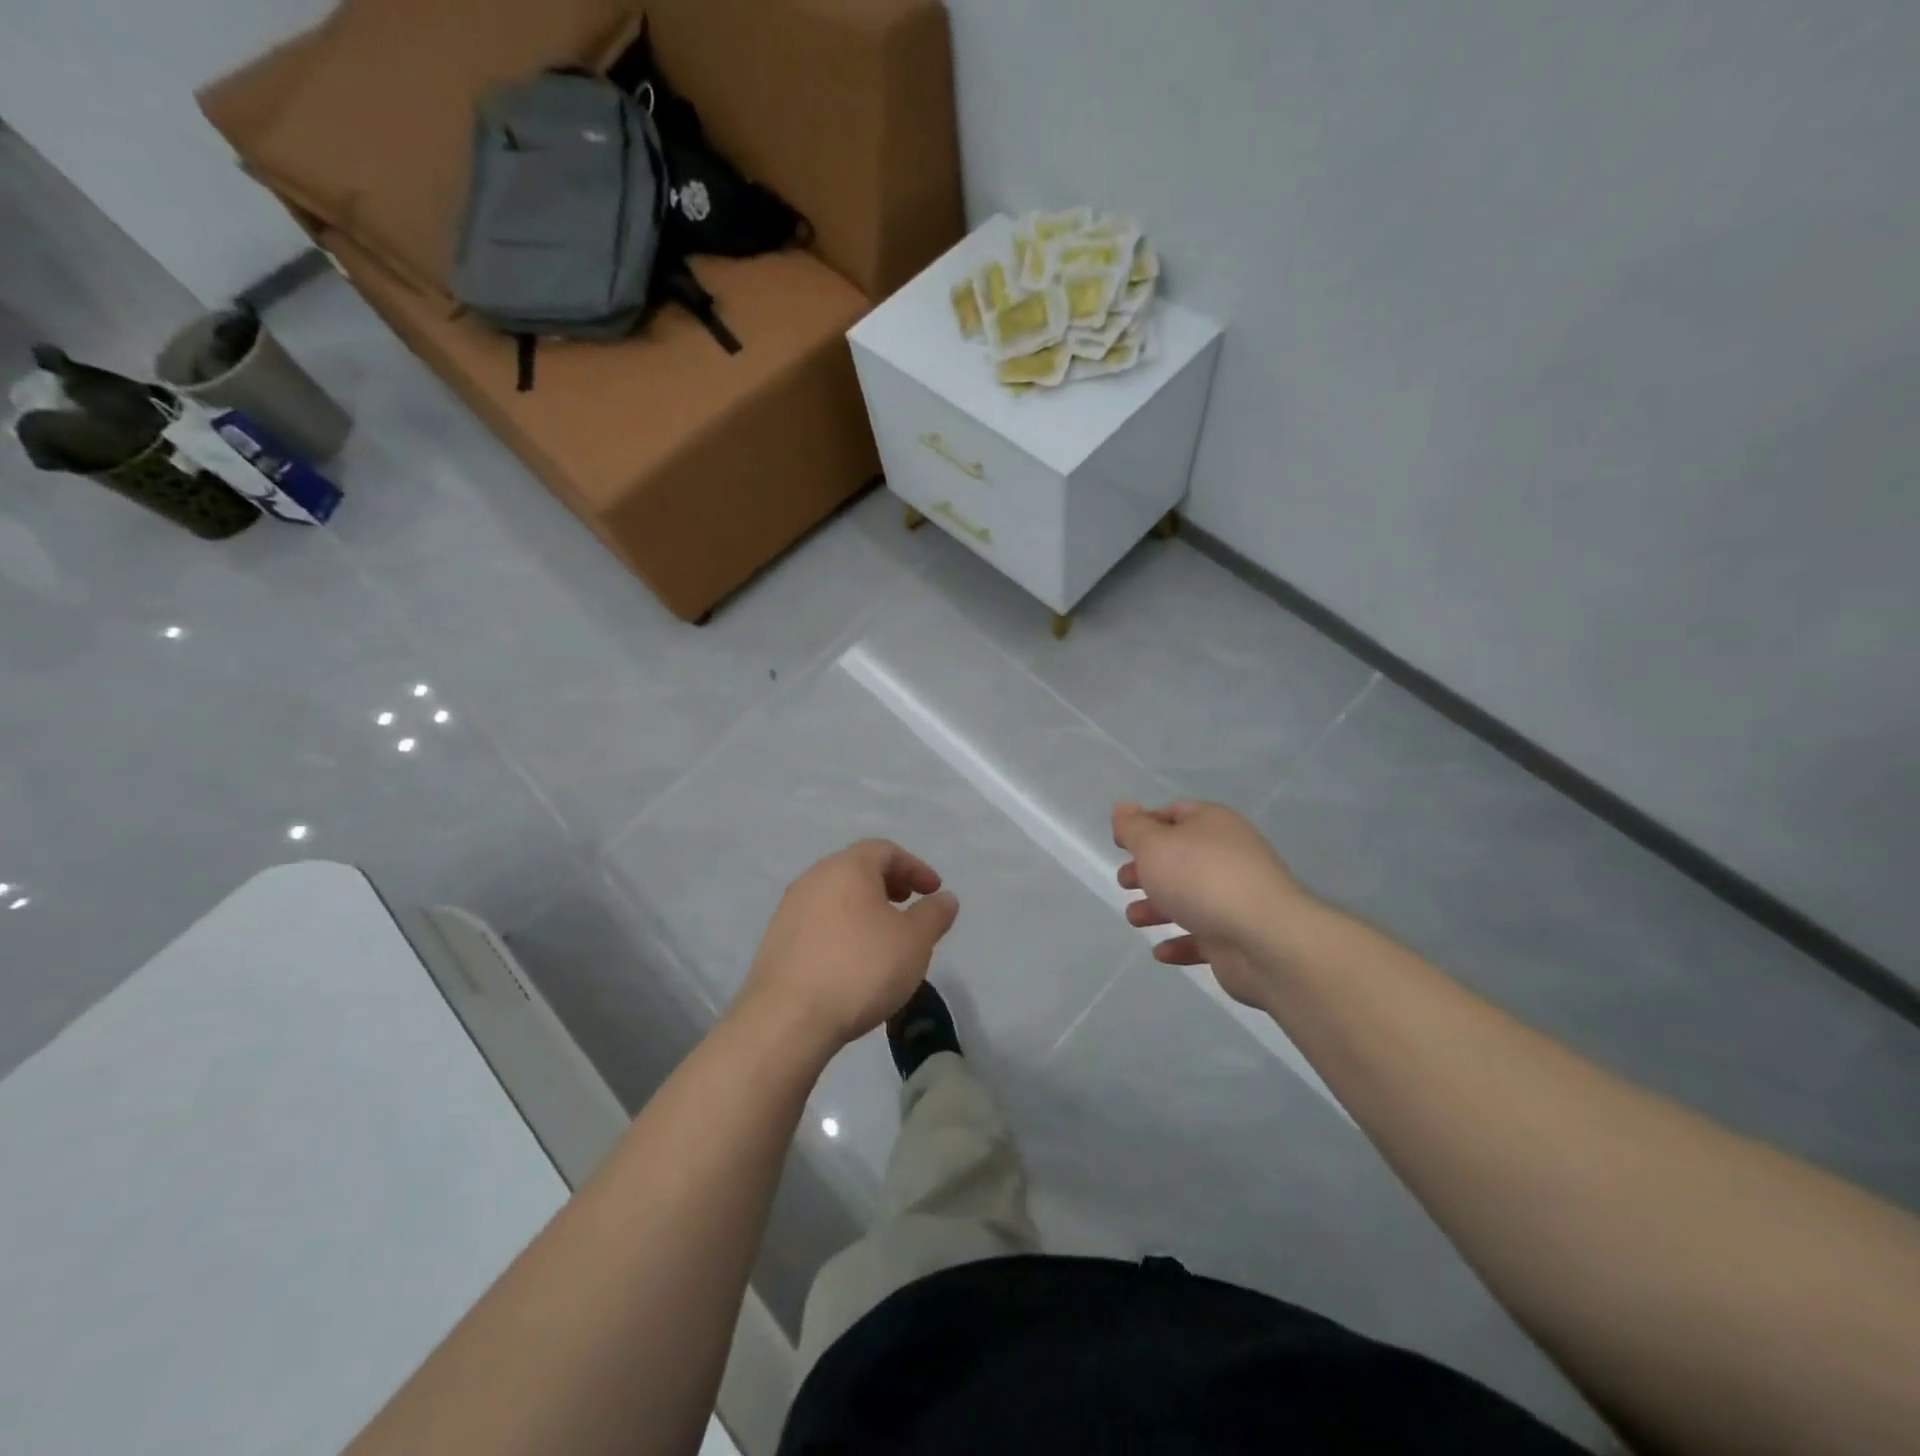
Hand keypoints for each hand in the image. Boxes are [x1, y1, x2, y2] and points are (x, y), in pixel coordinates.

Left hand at [737, 840, 959, 1053]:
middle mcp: (814, 878)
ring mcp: (789, 909)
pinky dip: (842, 928)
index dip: (915, 867)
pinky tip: (853, 960)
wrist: (787, 1019)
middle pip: (857, 869)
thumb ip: (934, 914)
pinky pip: (818, 921)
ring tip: (884, 936)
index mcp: (847, 867)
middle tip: (909, 906)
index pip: (885, 851)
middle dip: (888, 884)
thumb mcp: (914, 941)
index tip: (934, 891)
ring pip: (836, 896)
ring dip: (864, 908)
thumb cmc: (861, 968)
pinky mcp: (776, 941)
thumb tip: (945, 898)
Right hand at [1112, 800, 1313, 1007]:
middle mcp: (1227, 856)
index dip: (1145, 825)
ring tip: (1134, 918)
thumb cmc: (1201, 879)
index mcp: (1212, 825)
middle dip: (1148, 870)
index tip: (1120, 843)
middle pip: (1180, 858)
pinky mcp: (1238, 937)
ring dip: (1158, 908)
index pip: (1175, 813)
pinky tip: (1161, 952)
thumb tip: (1123, 808)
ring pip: (1189, 898)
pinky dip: (1181, 942)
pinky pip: (1203, 937)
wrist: (1264, 939)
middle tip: (1124, 882)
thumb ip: (1134, 828)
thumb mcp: (1155, 845)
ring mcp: (1235, 898)